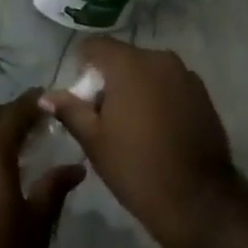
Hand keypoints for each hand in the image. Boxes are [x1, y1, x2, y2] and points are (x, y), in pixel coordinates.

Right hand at [41, 39, 236, 247]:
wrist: (198, 201)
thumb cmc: (137, 167)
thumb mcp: (94, 141)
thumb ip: (70, 110)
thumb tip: (45, 96)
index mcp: (128, 63)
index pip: (95, 46)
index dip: (82, 66)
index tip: (81, 96)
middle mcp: (158, 58)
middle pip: (123, 58)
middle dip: (110, 79)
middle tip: (104, 116)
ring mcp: (184, 74)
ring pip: (148, 71)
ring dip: (136, 87)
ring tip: (133, 124)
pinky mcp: (202, 93)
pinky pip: (170, 84)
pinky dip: (159, 96)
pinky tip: (159, 129)